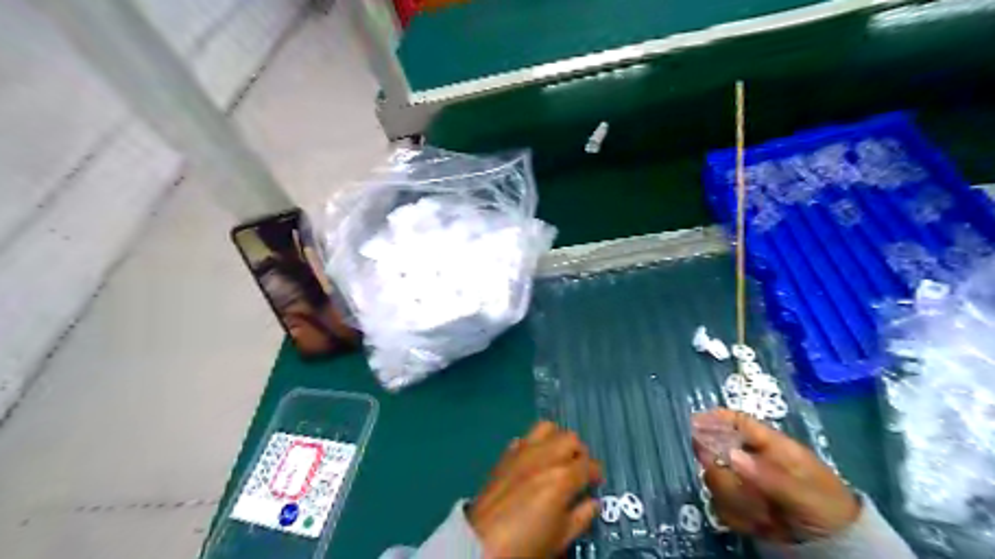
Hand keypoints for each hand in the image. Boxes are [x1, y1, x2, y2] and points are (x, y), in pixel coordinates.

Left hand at [469, 421, 601, 557]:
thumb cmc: (526, 543)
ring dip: (557, 439)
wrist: (481, 542)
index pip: (589, 464)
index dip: (596, 473)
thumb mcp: (561, 538)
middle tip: (578, 469)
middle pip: (570, 438)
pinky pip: (525, 437)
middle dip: (579, 452)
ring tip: (558, 457)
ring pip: (547, 428)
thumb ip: (581, 517)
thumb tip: (593, 502)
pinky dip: (535, 444)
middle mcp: (545, 456)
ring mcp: (523, 451)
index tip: (596, 483)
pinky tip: (534, 461)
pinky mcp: (506, 454)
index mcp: (562, 477)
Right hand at [694, 409, 862, 542]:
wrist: (837, 546)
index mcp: (770, 445)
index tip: (694, 423)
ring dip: (737, 500)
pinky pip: (721, 506)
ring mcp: (743, 482)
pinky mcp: (739, 505)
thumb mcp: (805, 491)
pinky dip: (739, 518)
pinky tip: (761, 526)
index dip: (715, 419)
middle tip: (742, 490)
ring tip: (766, 515)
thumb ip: (768, 474)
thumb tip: (731, 455)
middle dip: (726, 474)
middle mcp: (751, 460)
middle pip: (716, 452)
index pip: (738, 422)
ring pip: (716, 481)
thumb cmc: (827, 507)